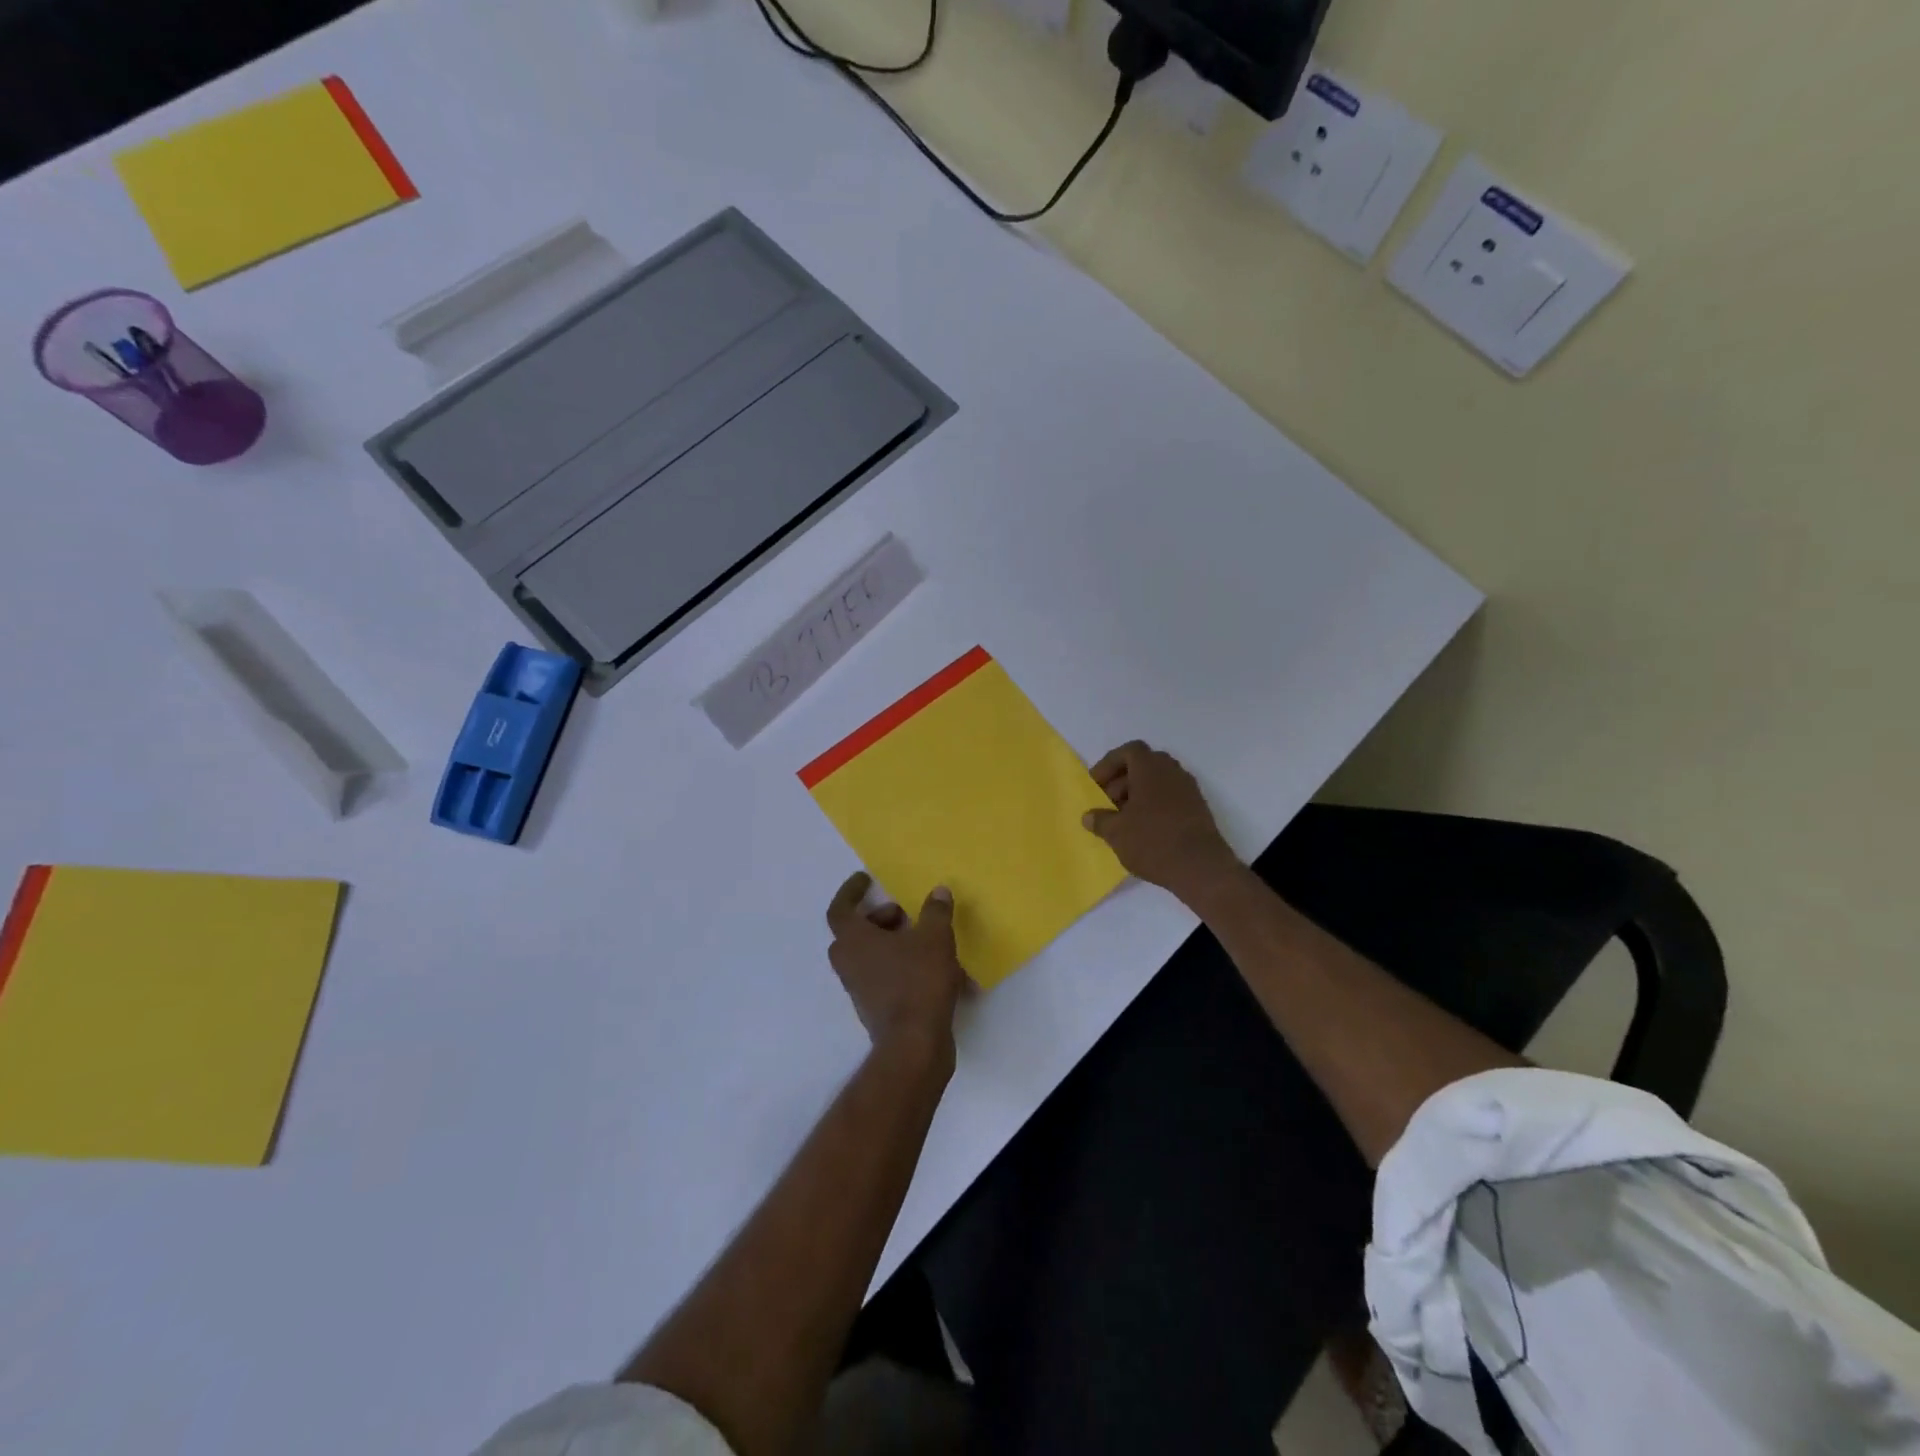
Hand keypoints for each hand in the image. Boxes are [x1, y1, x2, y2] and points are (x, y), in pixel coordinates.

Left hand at [825, 873, 968, 1058]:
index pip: (840, 909)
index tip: (866, 879)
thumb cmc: (918, 981)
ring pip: (870, 956)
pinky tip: (935, 970)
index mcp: (853, 941)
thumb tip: (938, 892)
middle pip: (855, 933)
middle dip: (879, 919)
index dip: (851, 891)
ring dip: (892, 943)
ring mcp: (859, 989)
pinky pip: (884, 978)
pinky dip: (902, 967)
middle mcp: (849, 964)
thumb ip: (935, 911)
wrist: (915, 1044)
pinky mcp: (874, 1009)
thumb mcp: (935, 938)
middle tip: (905, 915)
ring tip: (926, 941)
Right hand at [1083, 741, 1240, 904]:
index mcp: (1151, 768)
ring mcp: (1189, 790)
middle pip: (1143, 765)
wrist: (1201, 868)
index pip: (1128, 751)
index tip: (1095, 785)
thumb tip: (1089, 816)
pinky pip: (1170, 798)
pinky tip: (1143, 831)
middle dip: (1122, 781)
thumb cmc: (1153, 841)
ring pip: (1158, 782)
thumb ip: (1100, 820)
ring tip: (1123, 820)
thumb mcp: (1116, 833)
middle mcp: (1172, 772)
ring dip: (1138, 795)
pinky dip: (1154, 806)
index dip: (1109, 765)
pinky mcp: (1198, 809)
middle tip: (1107, 803)